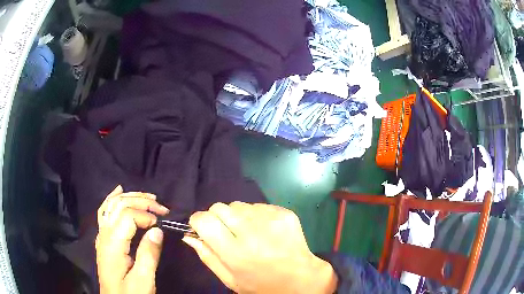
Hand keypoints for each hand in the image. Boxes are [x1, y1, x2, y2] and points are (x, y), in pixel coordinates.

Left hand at [95, 185, 168, 293]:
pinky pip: (105, 211)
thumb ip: (148, 255)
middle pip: (119, 206)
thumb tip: (157, 230)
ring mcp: (101, 235)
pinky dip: (112, 199)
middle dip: (140, 201)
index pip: (127, 216)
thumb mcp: (144, 280)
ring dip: (130, 197)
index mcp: (112, 244)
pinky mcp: (103, 238)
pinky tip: (119, 191)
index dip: (146, 215)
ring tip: (148, 196)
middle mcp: (104, 234)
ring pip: (111, 205)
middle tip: (161, 206)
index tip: (162, 222)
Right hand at [183, 202, 337, 293]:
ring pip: (238, 205)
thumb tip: (189, 236)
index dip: (198, 221)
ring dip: (236, 216)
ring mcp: (270, 220)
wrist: (302, 279)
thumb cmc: (262, 285)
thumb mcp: (230, 280)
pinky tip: (264, 231)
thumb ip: (207, 257)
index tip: (201, 228)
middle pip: (219, 207)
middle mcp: (252, 232)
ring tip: (248, 233)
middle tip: (226, 233)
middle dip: (216, 217)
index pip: (204, 220)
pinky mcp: (284, 213)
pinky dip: (255, 216)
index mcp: (235, 252)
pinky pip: (258, 205)